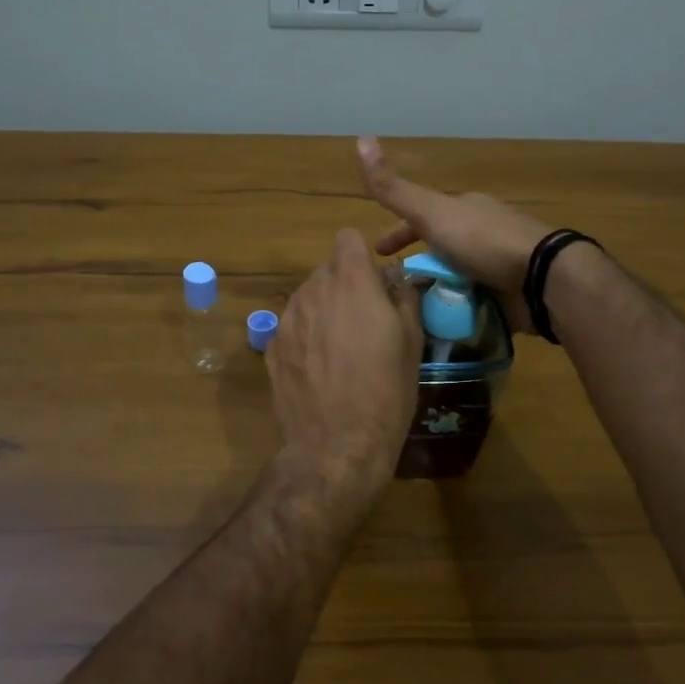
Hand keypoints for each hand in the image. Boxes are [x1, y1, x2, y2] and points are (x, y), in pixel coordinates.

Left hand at [267, 228, 423, 511]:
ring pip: (307, 296)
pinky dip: (305, 335)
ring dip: (324, 309)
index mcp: (352, 283)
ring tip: (340, 347)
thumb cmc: (386, 392)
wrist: (336, 445)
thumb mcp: (412, 344)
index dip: (362, 255)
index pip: (348, 238)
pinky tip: (319, 368)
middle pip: (327, 268)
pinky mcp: (271, 347)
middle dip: (345, 284)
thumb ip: (405, 300)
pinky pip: (292, 325)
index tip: (374, 281)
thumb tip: (399, 281)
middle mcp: (313, 291)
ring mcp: (287, 319)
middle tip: (364, 319)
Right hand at [357, 136, 550, 334]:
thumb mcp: (432, 212)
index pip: (422, 219)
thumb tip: (360, 139)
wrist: (541, 279)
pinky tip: (437, 324)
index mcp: (464, 210)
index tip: (377, 255)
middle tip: (390, 289)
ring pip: (453, 277)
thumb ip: (395, 189)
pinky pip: (471, 301)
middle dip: (414, 265)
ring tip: (407, 313)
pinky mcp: (508, 295)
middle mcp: (481, 234)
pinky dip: (453, 310)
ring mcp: (496, 265)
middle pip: (438, 249)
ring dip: (431, 291)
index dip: (397, 234)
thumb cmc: (483, 241)